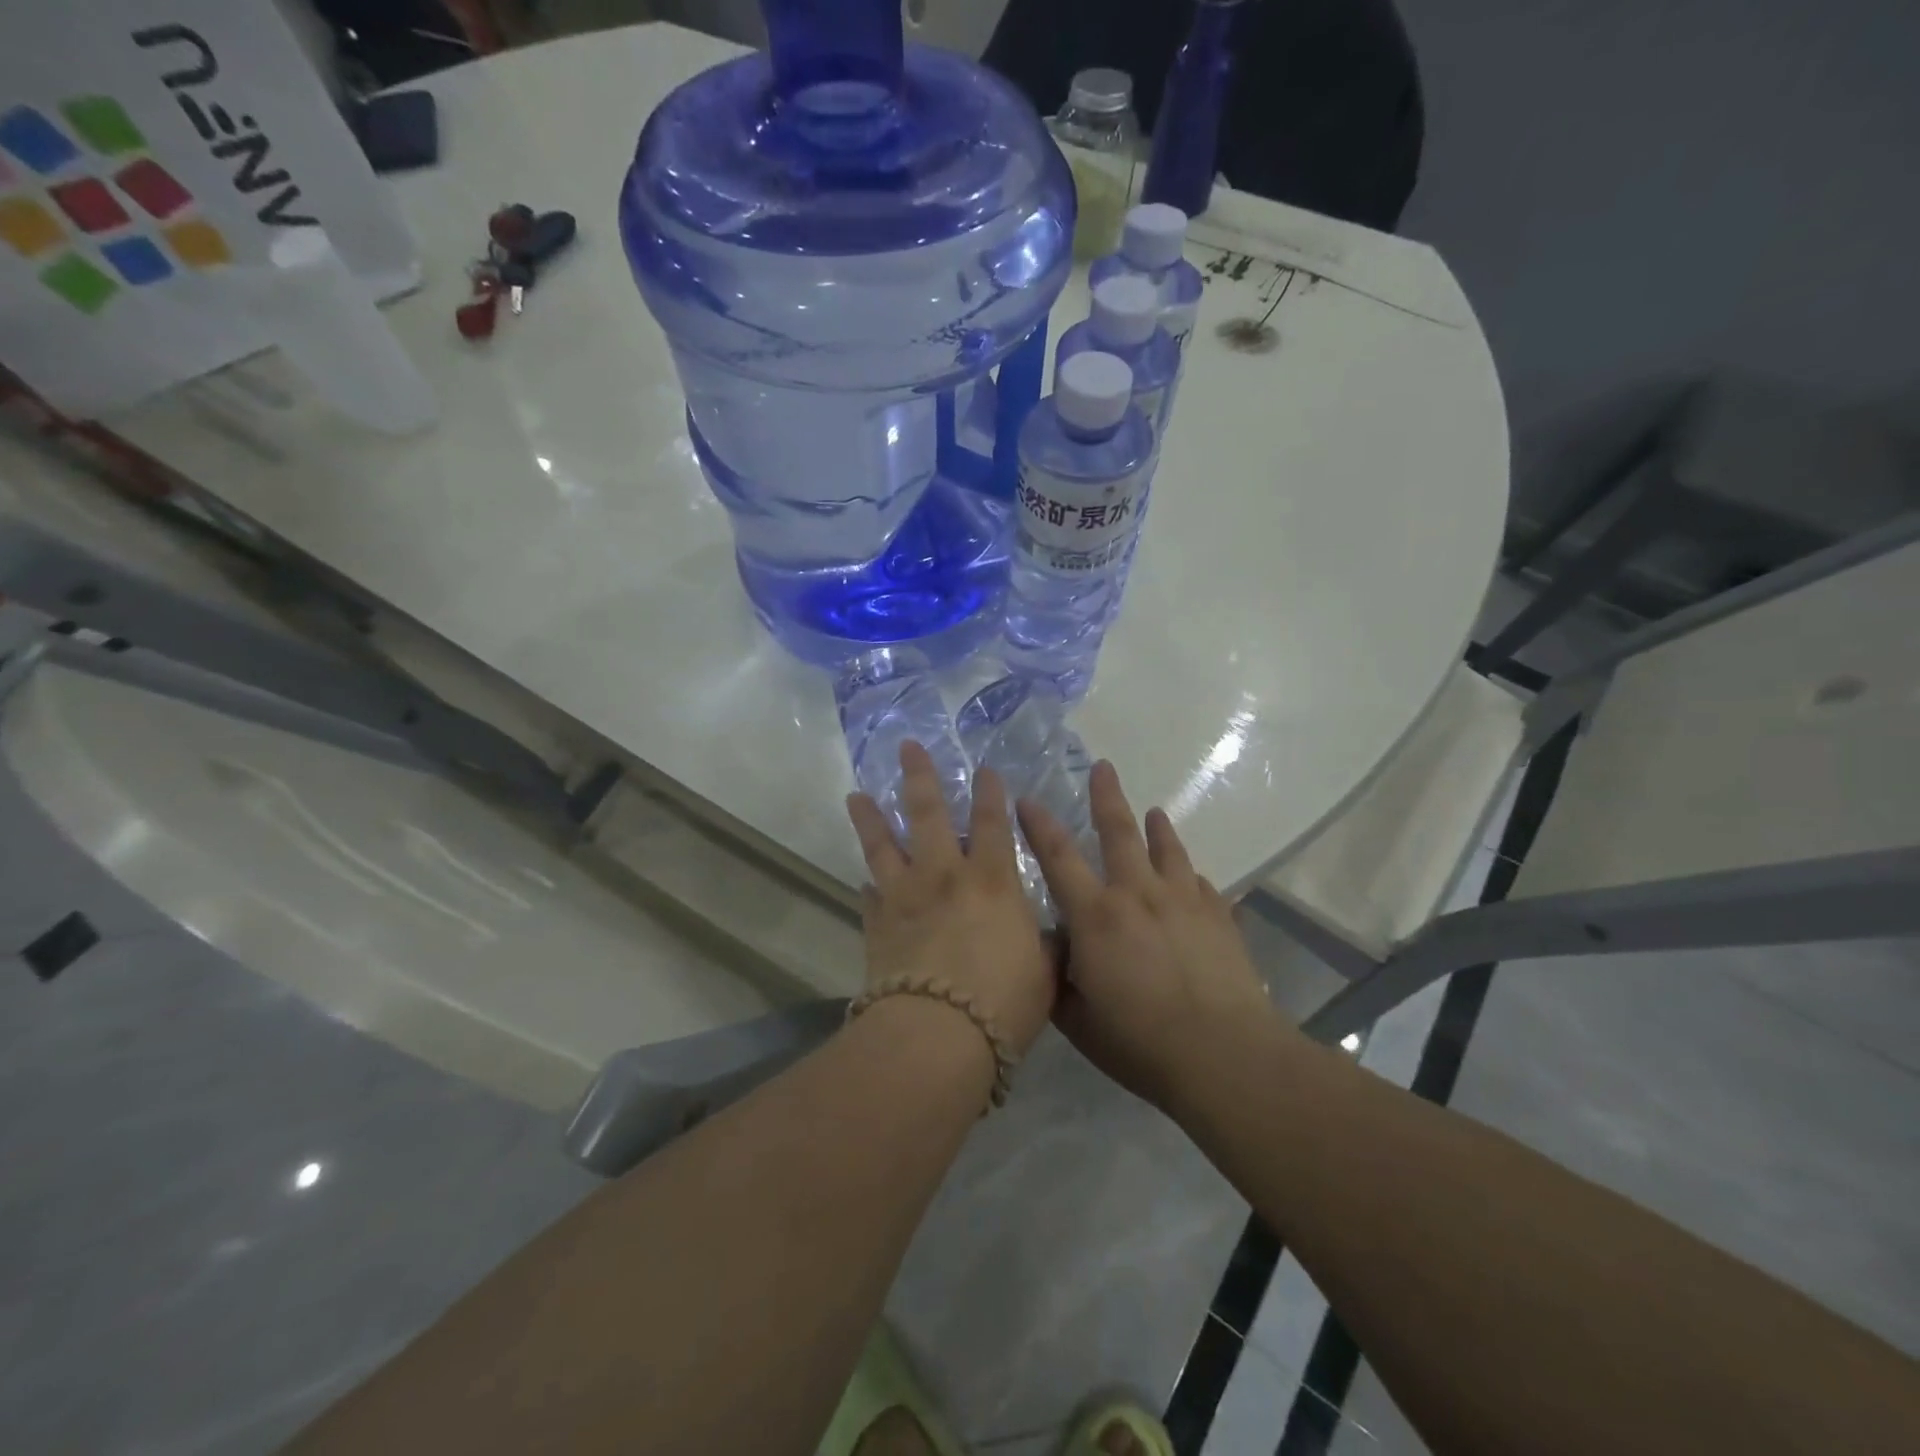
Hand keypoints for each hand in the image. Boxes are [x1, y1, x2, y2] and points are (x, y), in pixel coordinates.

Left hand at [846, 742, 1055, 1054]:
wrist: (938, 1035)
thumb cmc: (1003, 1001)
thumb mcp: (1044, 972)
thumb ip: (1045, 945)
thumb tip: (1047, 935)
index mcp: (992, 880)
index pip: (994, 823)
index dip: (991, 793)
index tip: (984, 768)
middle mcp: (945, 876)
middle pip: (928, 814)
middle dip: (919, 776)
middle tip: (906, 747)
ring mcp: (904, 897)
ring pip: (883, 846)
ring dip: (870, 818)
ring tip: (856, 795)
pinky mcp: (876, 925)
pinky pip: (869, 897)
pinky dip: (868, 887)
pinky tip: (864, 883)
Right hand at [1017, 760, 1274, 1111]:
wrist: (1223, 1054)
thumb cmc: (1140, 1042)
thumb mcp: (1078, 1018)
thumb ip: (1058, 976)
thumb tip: (1052, 946)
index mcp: (1095, 916)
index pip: (1058, 857)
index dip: (1039, 825)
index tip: (1027, 799)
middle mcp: (1137, 894)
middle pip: (1118, 832)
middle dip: (1106, 796)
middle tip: (1102, 766)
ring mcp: (1183, 901)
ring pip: (1167, 849)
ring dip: (1157, 827)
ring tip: (1154, 811)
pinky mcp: (1219, 916)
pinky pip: (1202, 883)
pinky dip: (1191, 875)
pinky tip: (1192, 878)